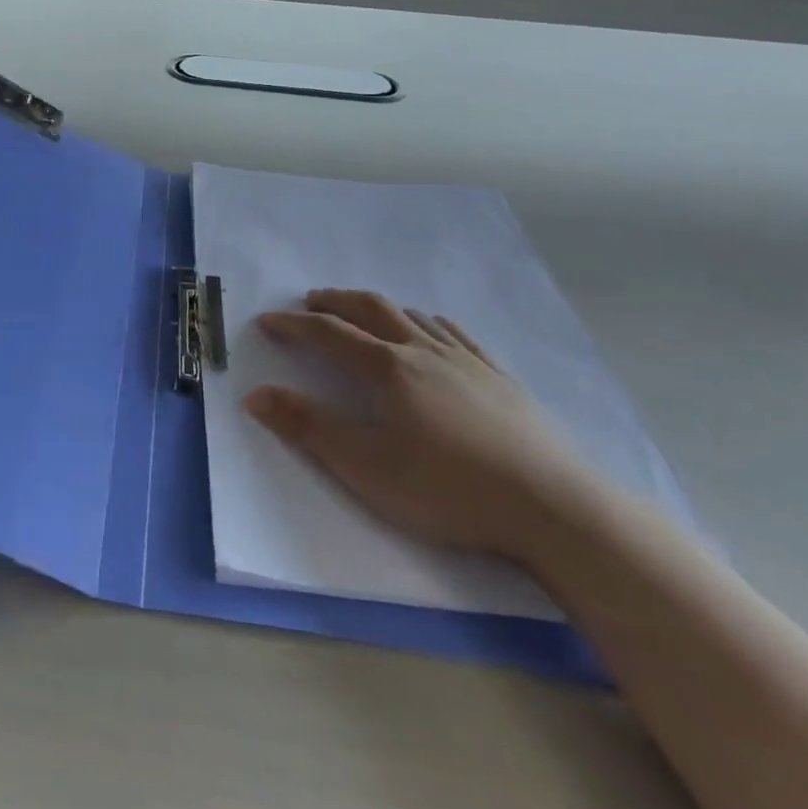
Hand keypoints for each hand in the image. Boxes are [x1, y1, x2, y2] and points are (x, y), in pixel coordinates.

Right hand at [247, 291, 600, 559]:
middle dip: (334, 301)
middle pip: (369, 309)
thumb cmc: (448, 489)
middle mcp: (421, 350)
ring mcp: (464, 360)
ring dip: (376, 307)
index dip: (293, 325)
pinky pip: (453, 331)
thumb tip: (255, 396)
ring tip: (361, 314)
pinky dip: (425, 321)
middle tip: (310, 303)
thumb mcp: (365, 468)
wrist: (552, 507)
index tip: (267, 321)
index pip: (327, 333)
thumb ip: (308, 428)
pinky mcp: (498, 376)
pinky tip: (428, 330)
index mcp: (386, 369)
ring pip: (411, 315)